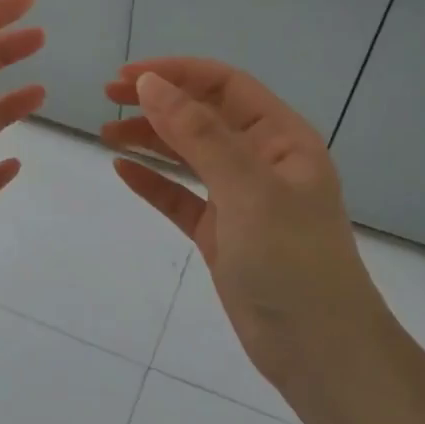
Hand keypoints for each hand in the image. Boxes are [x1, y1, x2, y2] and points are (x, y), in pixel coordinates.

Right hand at [102, 60, 391, 387]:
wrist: (318, 350)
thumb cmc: (291, 261)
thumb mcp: (247, 189)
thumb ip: (199, 135)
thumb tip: (152, 84)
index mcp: (282, 139)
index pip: (225, 86)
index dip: (176, 73)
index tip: (126, 76)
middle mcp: (262, 162)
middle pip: (204, 116)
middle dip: (158, 101)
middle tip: (108, 98)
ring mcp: (241, 200)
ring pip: (189, 156)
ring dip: (150, 139)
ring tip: (106, 132)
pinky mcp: (222, 235)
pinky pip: (182, 198)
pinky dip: (153, 183)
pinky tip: (123, 171)